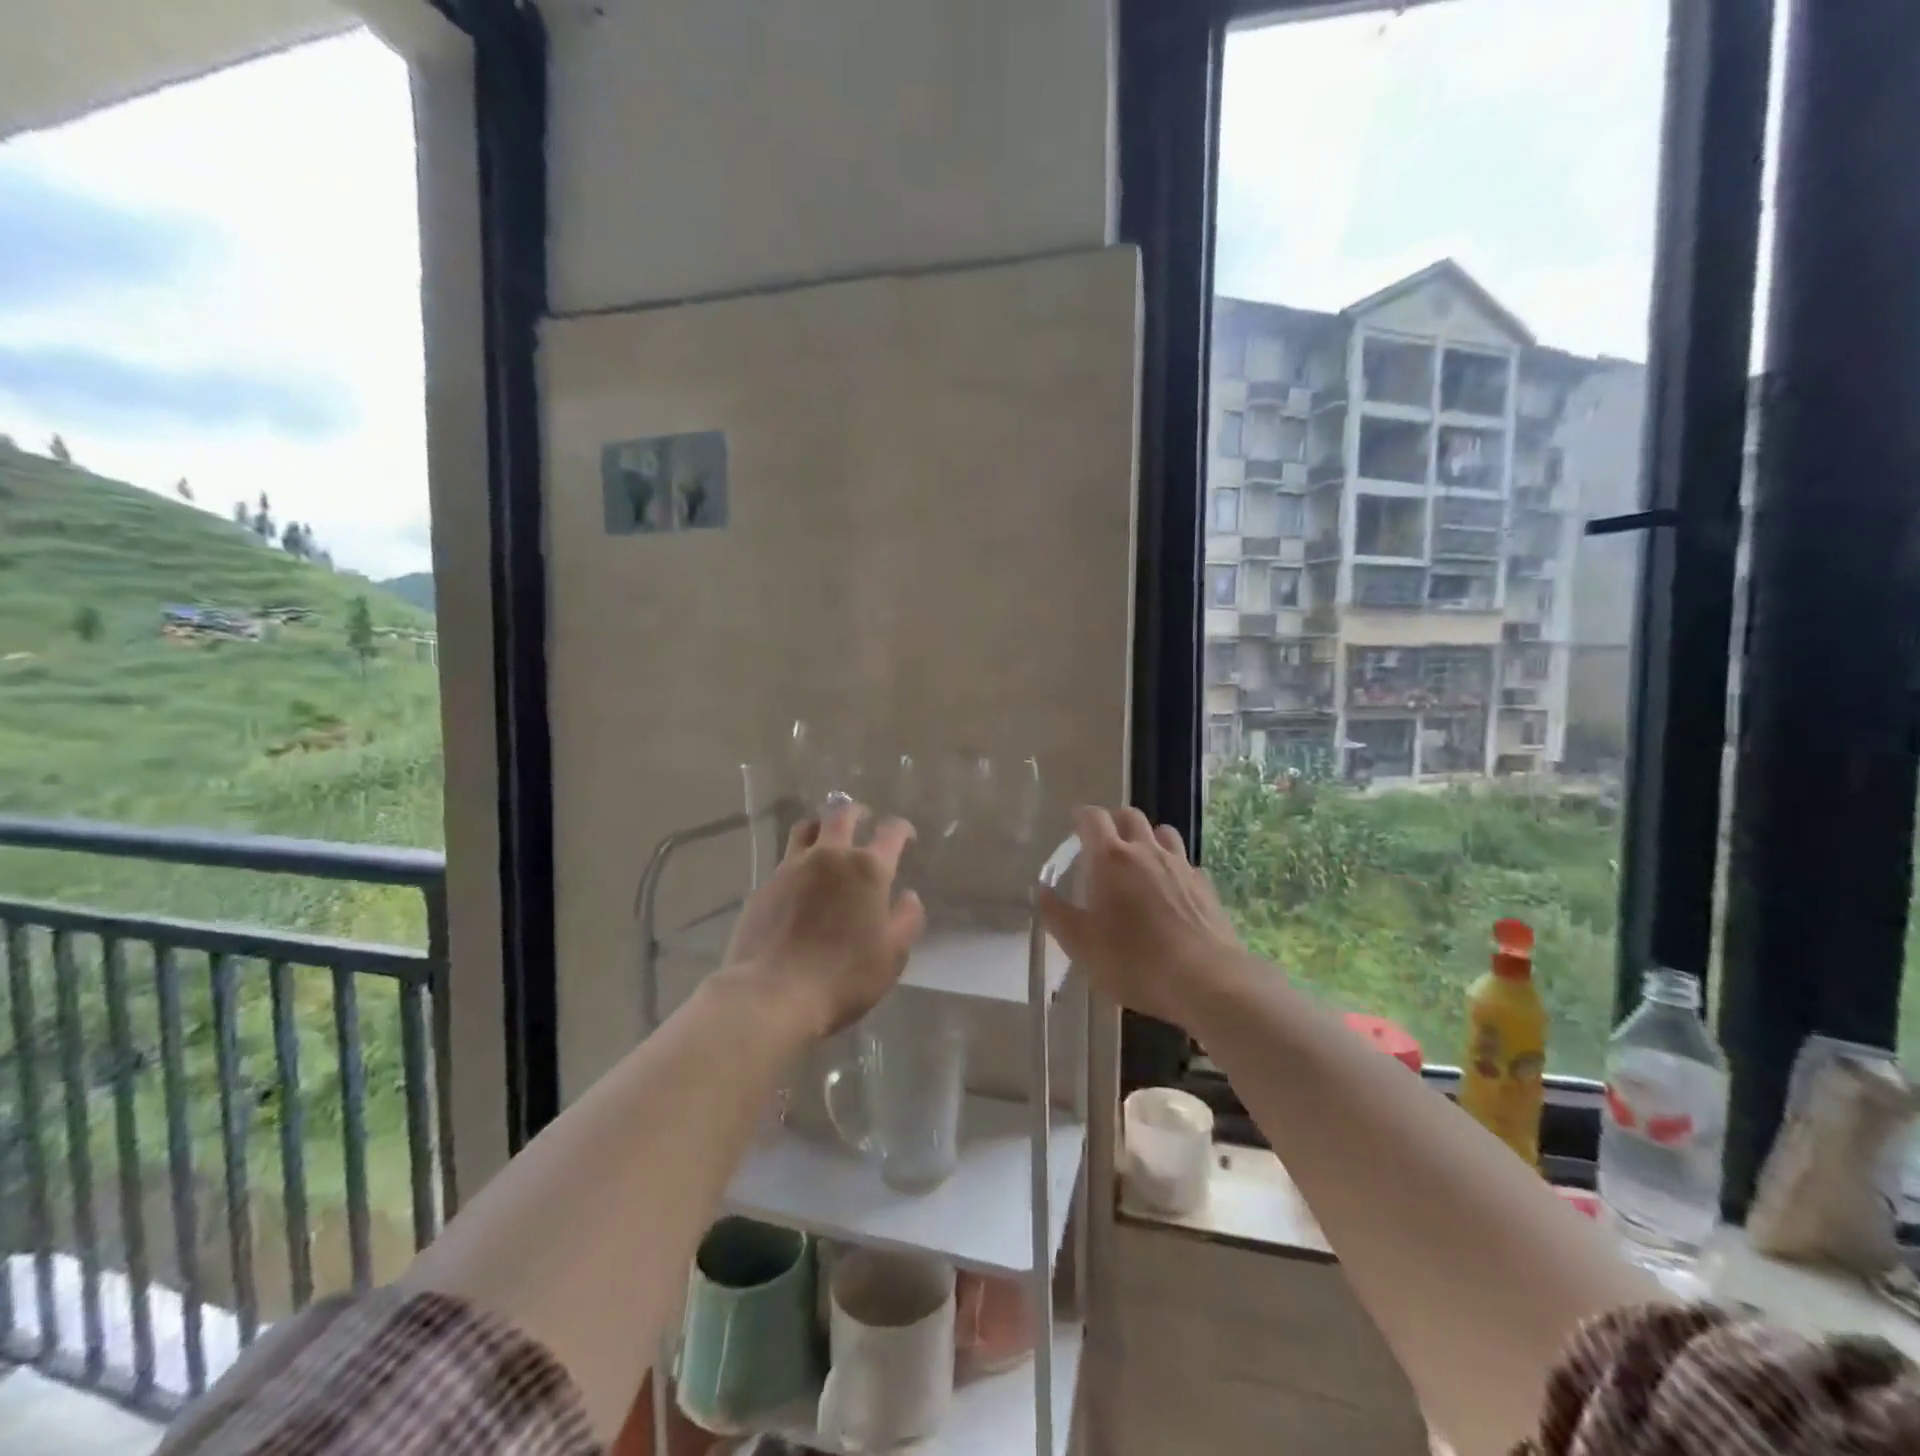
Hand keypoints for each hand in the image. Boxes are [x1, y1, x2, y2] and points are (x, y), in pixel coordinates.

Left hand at [721, 801, 926, 1037]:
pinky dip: (799, 860)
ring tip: (827, 838)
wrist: (773, 993)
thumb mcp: (892, 956)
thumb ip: (907, 920)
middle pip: (841, 814)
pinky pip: (785, 860)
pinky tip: (801, 881)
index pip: (891, 832)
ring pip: (806, 828)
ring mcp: (792, 868)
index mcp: (867, 869)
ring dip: (821, 826)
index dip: (902, 829)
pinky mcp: (765, 885)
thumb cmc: (844, 977)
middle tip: (864, 819)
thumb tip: (909, 896)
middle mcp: (830, 856)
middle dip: (857, 812)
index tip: (906, 837)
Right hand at [1038, 806, 1243, 1026]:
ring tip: (1139, 859)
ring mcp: (1180, 866)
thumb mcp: (1081, 944)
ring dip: (1147, 837)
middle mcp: (1146, 851)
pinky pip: (1186, 862)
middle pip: (1130, 816)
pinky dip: (1173, 866)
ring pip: (1163, 832)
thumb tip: (1041, 891)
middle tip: (1103, 840)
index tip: (1075, 825)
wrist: (1205, 981)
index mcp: (1110, 858)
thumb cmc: (1133, 961)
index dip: (1082, 817)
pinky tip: (1171, 889)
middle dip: (1114, 821)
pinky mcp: (1205, 885)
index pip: (1093, 818)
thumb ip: (1056, 914)